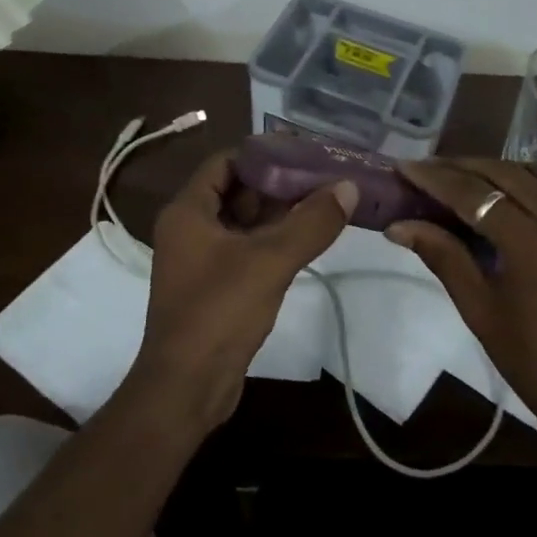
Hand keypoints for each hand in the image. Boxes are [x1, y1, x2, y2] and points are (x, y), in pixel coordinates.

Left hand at [129, 150, 355, 433]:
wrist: (187, 386)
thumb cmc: (219, 312)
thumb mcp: (270, 261)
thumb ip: (311, 222)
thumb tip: (349, 186)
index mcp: (188, 211)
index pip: (225, 162)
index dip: (263, 153)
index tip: (304, 151)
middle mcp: (190, 229)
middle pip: (237, 191)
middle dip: (279, 182)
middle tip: (324, 176)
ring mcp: (201, 260)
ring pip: (244, 223)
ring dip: (280, 213)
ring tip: (326, 201)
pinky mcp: (215, 286)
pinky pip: (246, 250)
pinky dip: (274, 241)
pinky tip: (309, 239)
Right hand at [390, 158, 536, 434]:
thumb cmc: (532, 362)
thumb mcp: (479, 310)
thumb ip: (443, 257)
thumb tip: (399, 226)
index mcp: (533, 245)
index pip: (475, 194)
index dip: (435, 178)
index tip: (405, 167)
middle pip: (507, 173)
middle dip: (463, 166)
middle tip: (429, 170)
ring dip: (500, 170)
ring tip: (466, 179)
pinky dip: (533, 187)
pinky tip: (512, 201)